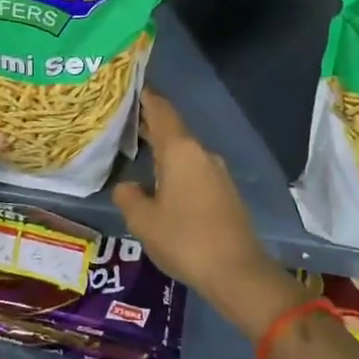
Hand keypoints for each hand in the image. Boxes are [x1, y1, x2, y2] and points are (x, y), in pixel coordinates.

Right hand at [112, 90, 305, 339]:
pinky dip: (176, 169)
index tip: (130, 86)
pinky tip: (162, 183)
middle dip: (149, 125)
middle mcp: (202, 153)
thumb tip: (127, 186)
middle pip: (172, 130)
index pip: (161, 111)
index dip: (145, 96)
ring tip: (137, 153)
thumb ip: (128, 197)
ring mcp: (218, 172)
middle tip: (122, 122)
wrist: (237, 272)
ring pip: (184, 152)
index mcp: (180, 151)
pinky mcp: (225, 192)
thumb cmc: (185, 239)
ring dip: (162, 150)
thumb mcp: (143, 221)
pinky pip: (194, 170)